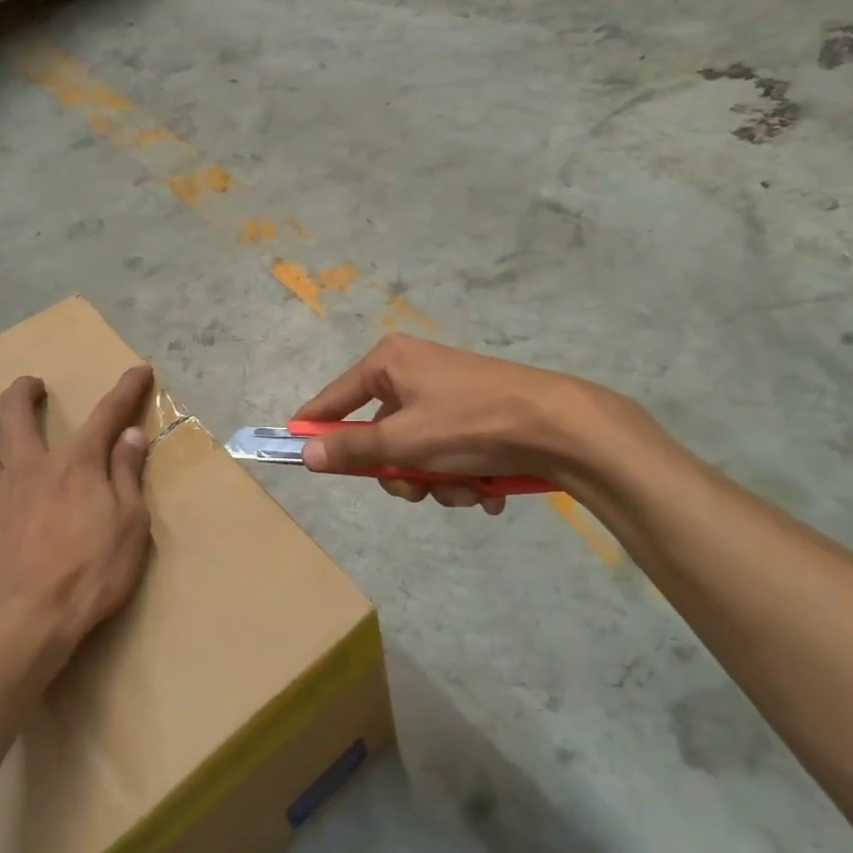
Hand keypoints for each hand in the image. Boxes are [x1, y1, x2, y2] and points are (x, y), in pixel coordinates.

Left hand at [0, 364, 155, 682]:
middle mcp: (28, 468)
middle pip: (18, 414)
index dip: (126, 389)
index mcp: (75, 465)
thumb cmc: (90, 575)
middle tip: (30, 386)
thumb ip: (127, 475)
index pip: (107, 415)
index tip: (139, 370)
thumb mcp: (130, 524)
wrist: (25, 625)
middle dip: (24, 392)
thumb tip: (131, 435)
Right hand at [293, 335, 622, 512]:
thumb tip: (306, 455)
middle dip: (400, 471)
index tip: (294, 452)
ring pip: (418, 451)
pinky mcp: (478, 413)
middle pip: (381, 433)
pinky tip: (487, 488)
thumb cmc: (469, 425)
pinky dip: (462, 476)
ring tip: (465, 489)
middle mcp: (415, 370)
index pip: (334, 397)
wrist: (559, 426)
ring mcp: (449, 392)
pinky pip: (449, 452)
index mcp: (390, 362)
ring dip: (436, 481)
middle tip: (415, 489)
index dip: (314, 427)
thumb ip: (352, 450)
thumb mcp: (402, 442)